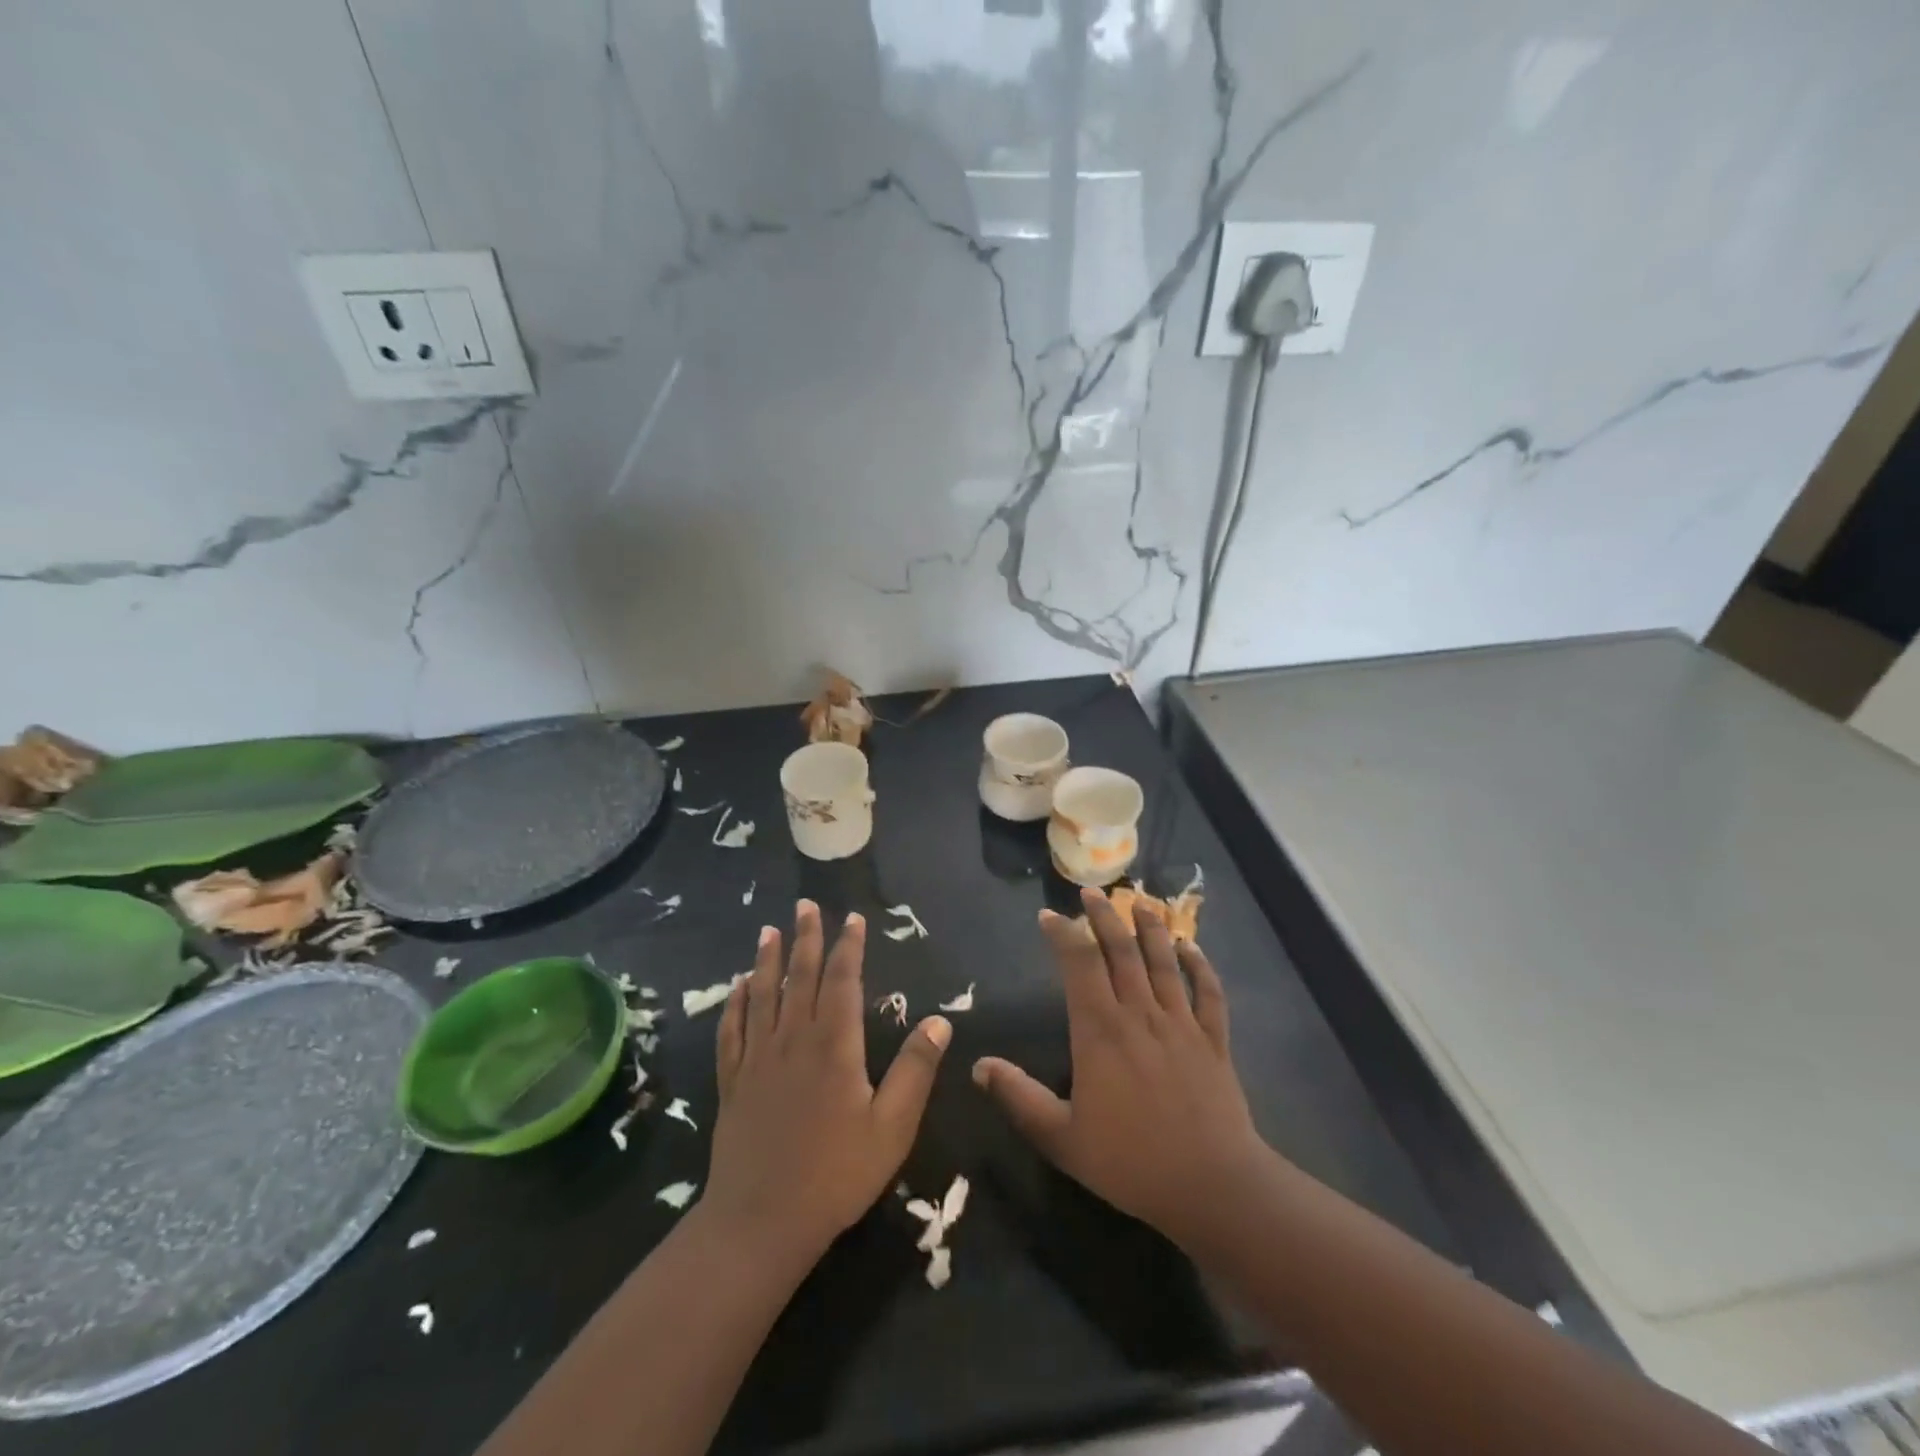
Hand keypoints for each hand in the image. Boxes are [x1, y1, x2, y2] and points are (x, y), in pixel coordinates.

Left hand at [706, 900, 950, 1260]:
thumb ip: (915, 1070)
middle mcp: (793, 1039)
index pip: (842, 980)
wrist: (761, 1222)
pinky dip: (734, 1004)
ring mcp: (757, 1059)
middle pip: (800, 976)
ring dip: (766, 960)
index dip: (848, 946)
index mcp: (834, 1044)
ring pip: (762, 995)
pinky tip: (737, 987)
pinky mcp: (733, 1082)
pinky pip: (731, 1031)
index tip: (852, 919)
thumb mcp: (892, 1126)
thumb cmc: (836, 1174)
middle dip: (805, 938)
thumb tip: (939, 1020)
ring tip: (769, 930)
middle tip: (805, 905)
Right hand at [973, 887, 1271, 1249]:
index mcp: (1101, 1031)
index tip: (1048, 916)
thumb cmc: (1131, 1162)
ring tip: (1140, 902)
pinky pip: (1208, 993)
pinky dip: (1200, 966)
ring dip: (1151, 928)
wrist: (1213, 1187)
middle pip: (1121, 950)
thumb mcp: (1061, 1138)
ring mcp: (1181, 1024)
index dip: (1063, 934)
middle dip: (1104, 917)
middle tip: (1091, 893)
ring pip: (1164, 962)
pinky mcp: (1214, 1041)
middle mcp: (1140, 1014)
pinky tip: (1192, 948)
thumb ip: (1019, 1098)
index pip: (1079, 964)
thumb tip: (978, 1066)